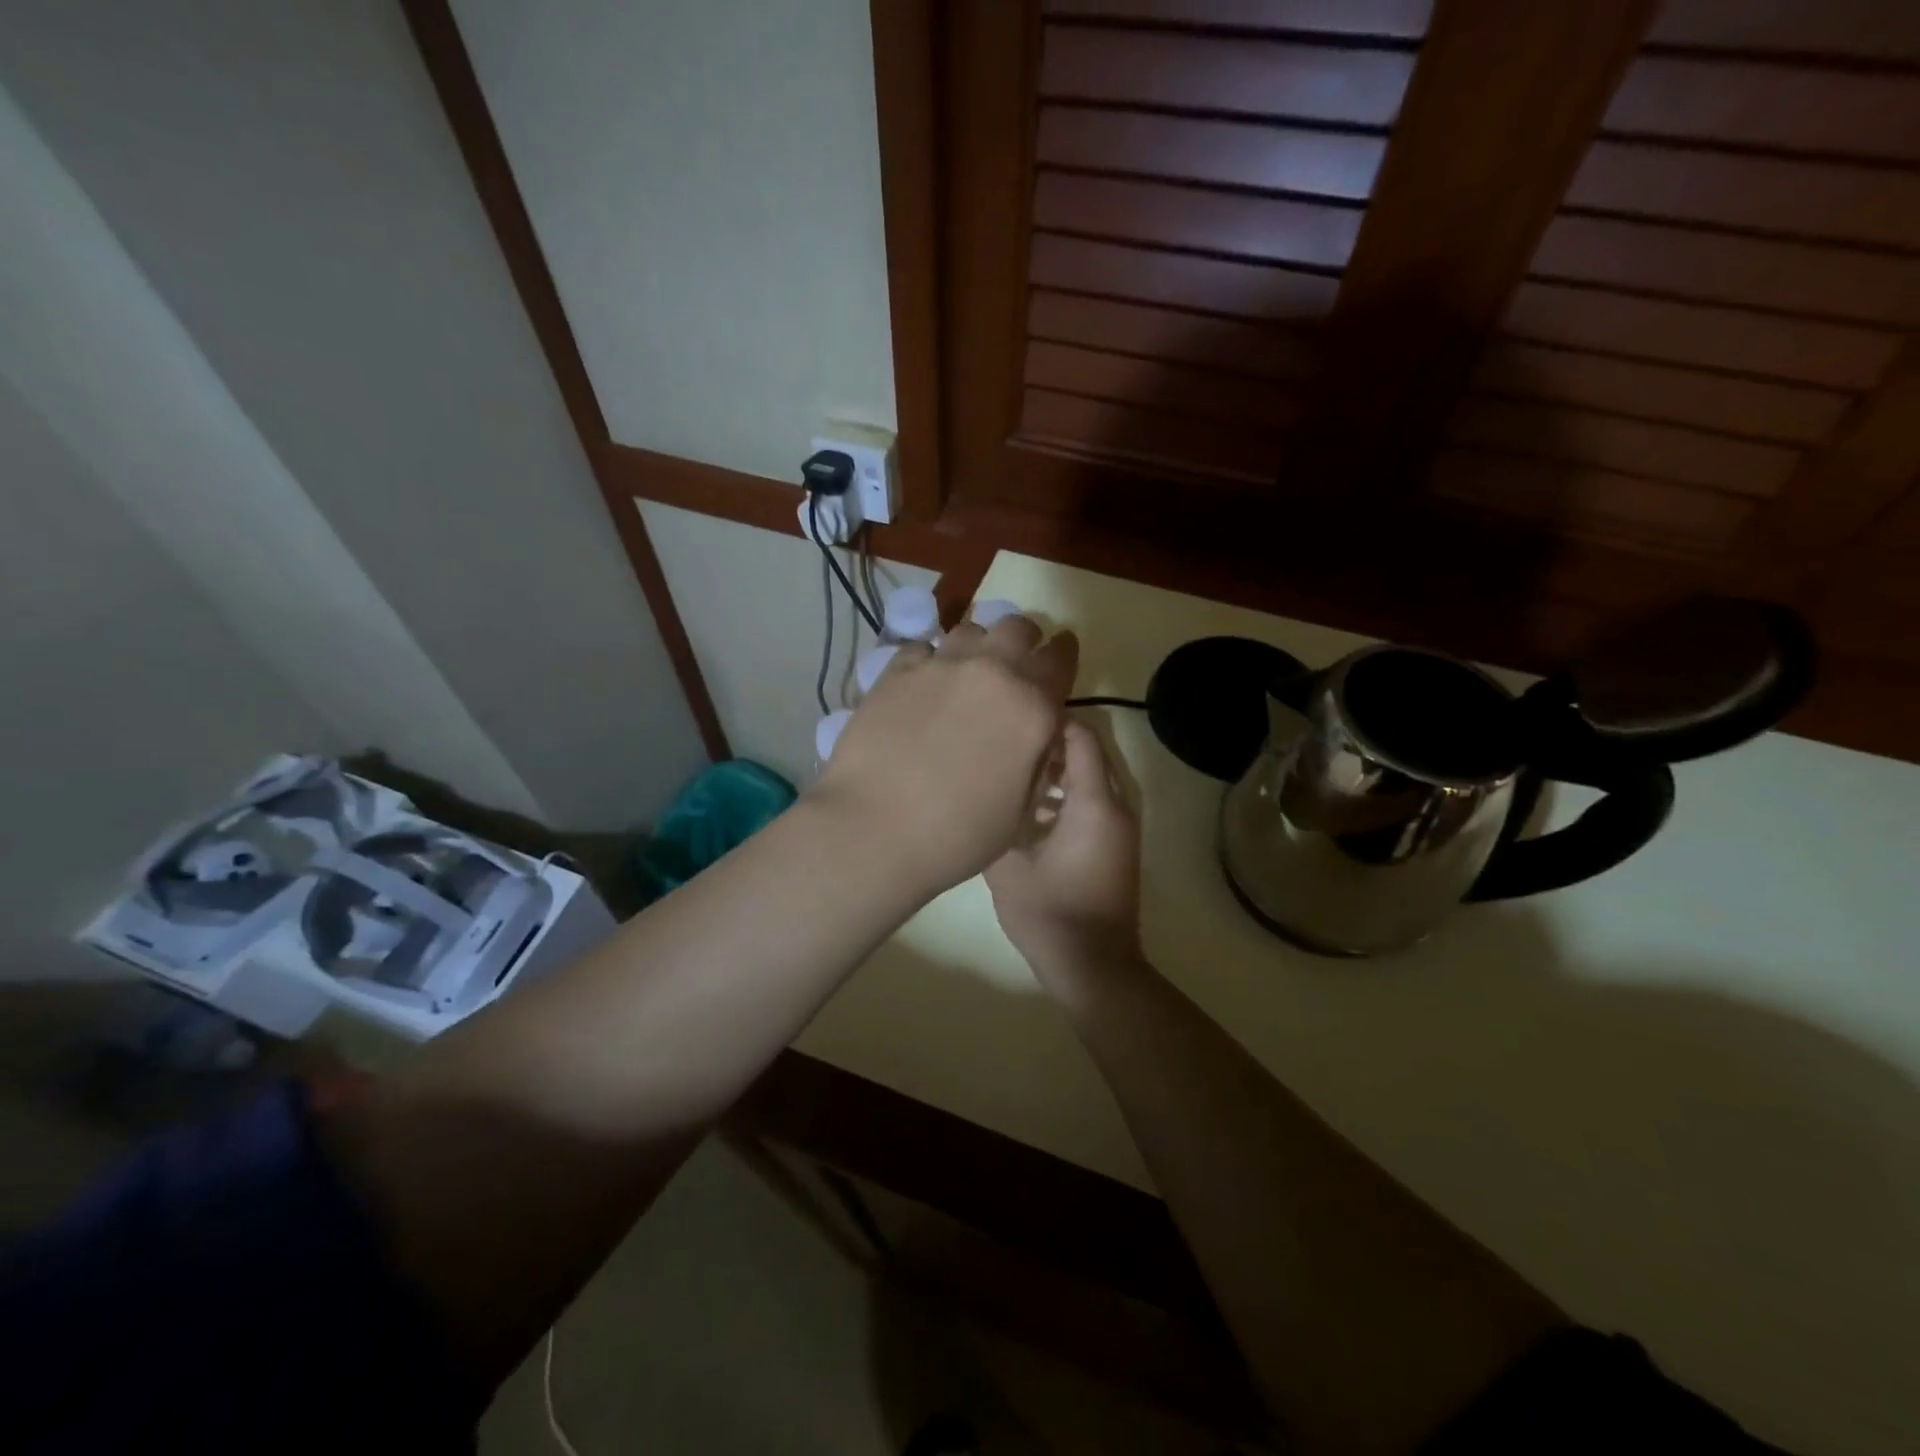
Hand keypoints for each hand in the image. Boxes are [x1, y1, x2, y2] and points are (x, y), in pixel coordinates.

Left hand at [811, 614, 1078, 897]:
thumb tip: (1037, 735)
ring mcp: (941, 666)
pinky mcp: (897, 671)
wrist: (875, 829)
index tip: (1062, 650)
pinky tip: (924, 684)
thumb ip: (1036, 760)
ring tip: (969, 672)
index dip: (1064, 652)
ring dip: (979, 646)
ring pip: (971, 630)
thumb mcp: (1021, 810)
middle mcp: (992, 672)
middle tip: (1015, 663)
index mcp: (1032, 707)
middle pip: (1018, 628)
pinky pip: (923, 647)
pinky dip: (931, 660)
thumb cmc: (958, 835)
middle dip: (1023, 641)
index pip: (1060, 659)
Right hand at [985, 719, 1141, 986]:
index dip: (1051, 720)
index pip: (1082, 739)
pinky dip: (1067, 797)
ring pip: (1091, 781)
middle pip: (1089, 756)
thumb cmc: (1050, 914)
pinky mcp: (1115, 847)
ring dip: (1059, 772)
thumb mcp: (1007, 868)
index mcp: (1094, 804)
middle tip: (1009, 741)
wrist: (1093, 967)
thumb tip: (980, 796)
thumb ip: (996, 822)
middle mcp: (1115, 808)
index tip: (1014, 715)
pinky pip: (1094, 805)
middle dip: (1052, 744)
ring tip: (1014, 771)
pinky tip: (1030, 810)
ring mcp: (1119, 829)